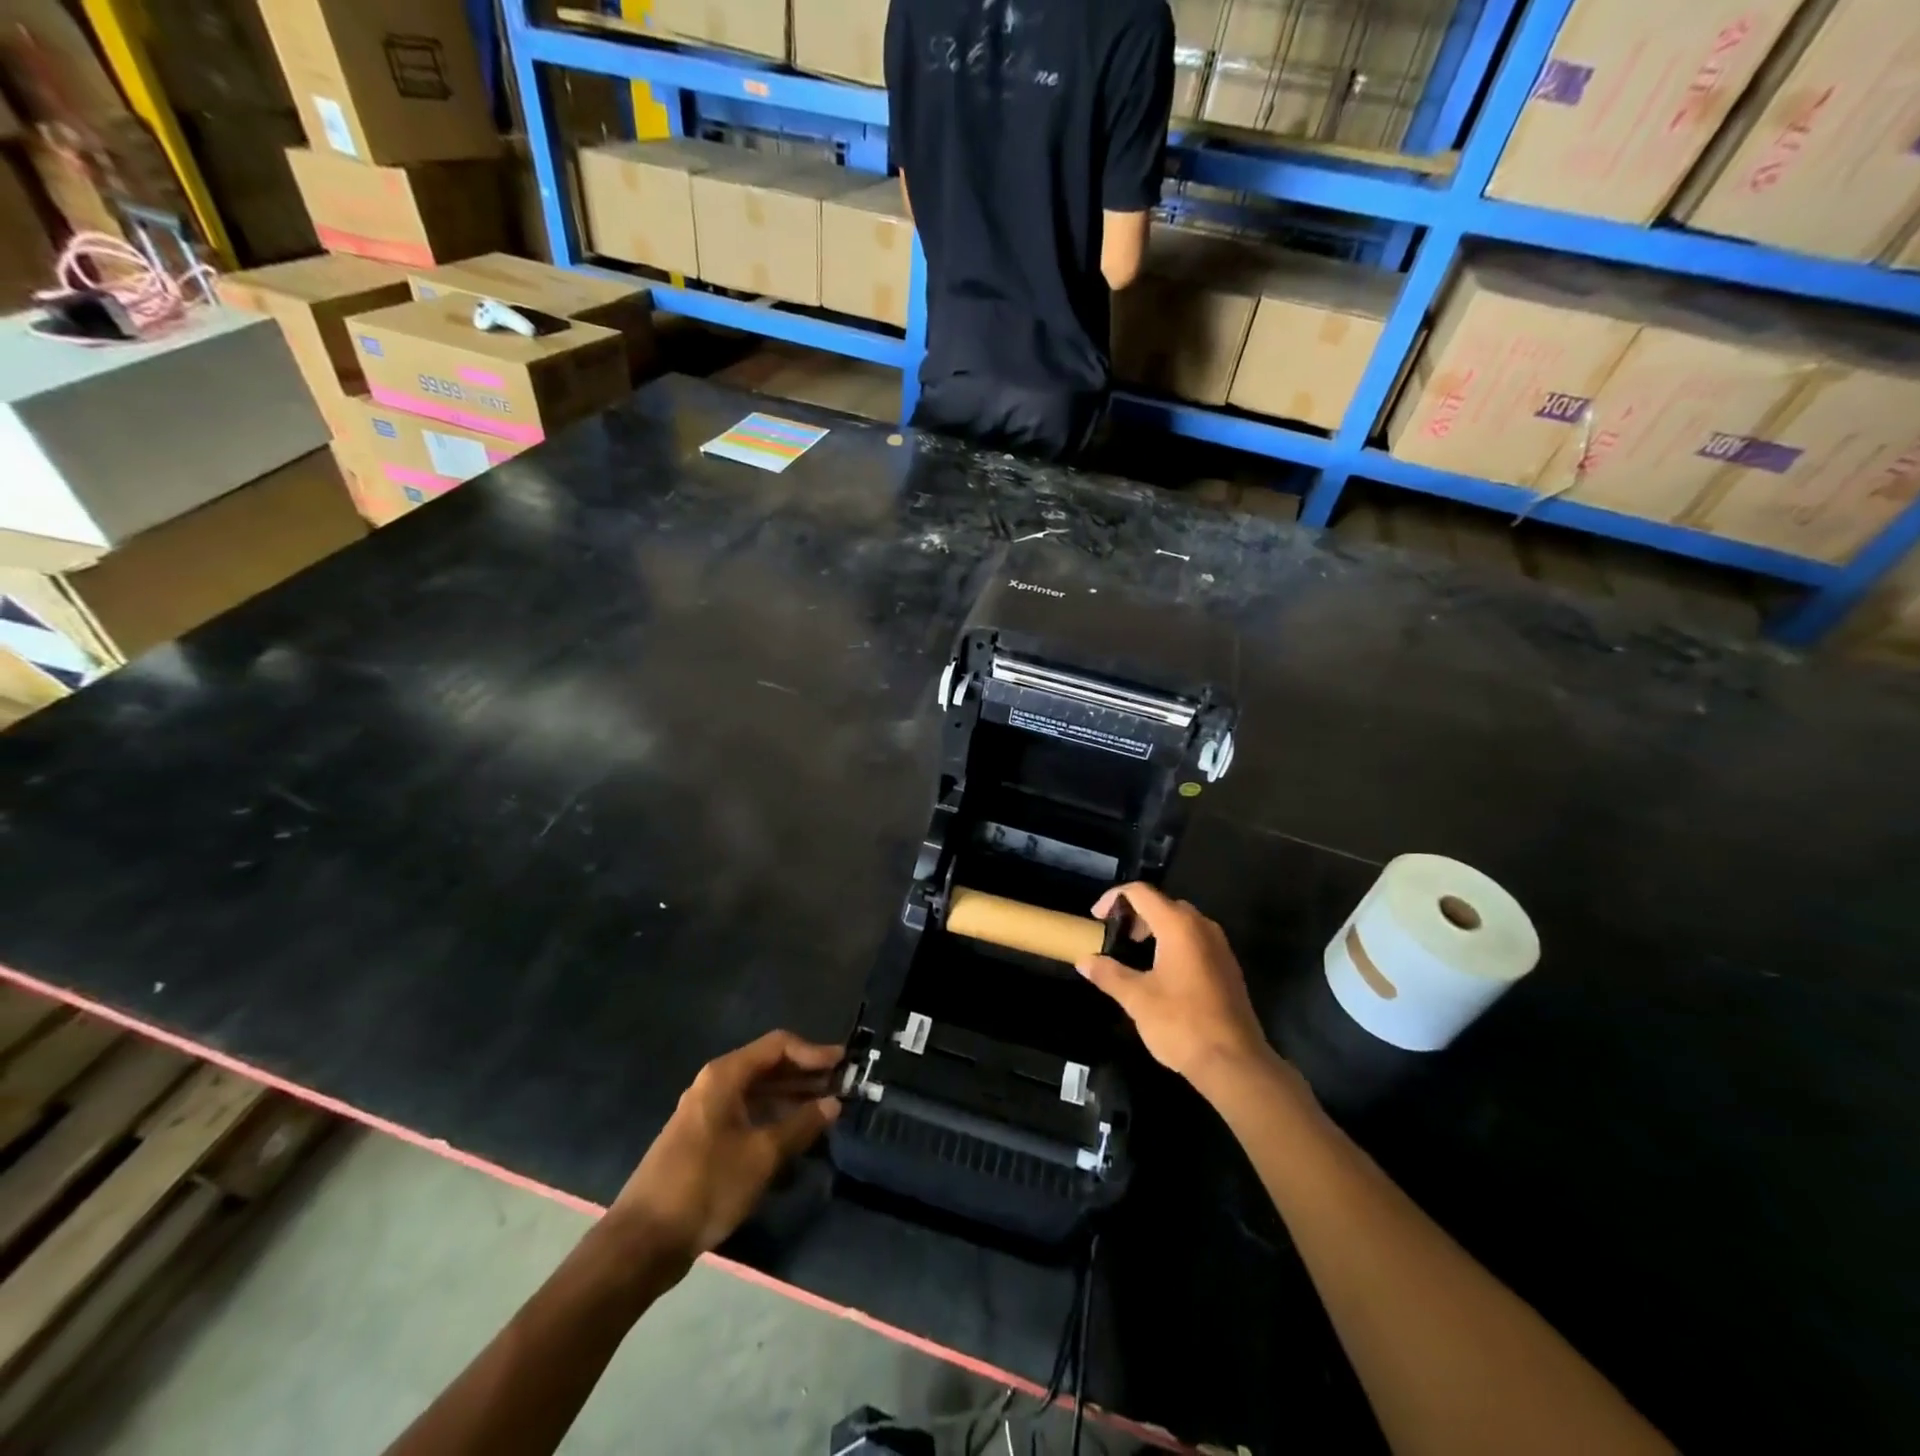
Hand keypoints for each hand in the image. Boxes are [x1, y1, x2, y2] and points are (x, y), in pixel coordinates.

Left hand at [607, 1031, 841, 1272]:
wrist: (643, 1242)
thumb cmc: (706, 1186)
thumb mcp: (762, 1156)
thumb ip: (801, 1125)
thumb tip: (834, 1103)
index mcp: (725, 1076)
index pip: (778, 1046)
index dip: (813, 1051)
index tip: (844, 1064)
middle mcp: (716, 1084)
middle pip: (769, 1066)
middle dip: (806, 1073)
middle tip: (843, 1085)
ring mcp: (708, 1112)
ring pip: (760, 1092)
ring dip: (793, 1096)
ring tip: (828, 1107)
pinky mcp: (706, 1139)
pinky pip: (748, 1114)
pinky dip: (775, 1117)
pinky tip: (798, 1133)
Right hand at [1078, 883, 1274, 1093]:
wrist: (1234, 1063)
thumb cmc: (1181, 1023)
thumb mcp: (1136, 998)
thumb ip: (1108, 974)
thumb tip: (1084, 961)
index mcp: (1178, 926)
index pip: (1141, 892)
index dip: (1113, 898)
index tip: (1096, 918)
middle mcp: (1202, 927)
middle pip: (1163, 904)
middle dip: (1135, 914)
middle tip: (1115, 936)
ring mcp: (1219, 946)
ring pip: (1182, 922)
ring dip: (1155, 929)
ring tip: (1134, 953)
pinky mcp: (1228, 967)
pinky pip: (1195, 940)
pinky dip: (1173, 943)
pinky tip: (1161, 972)